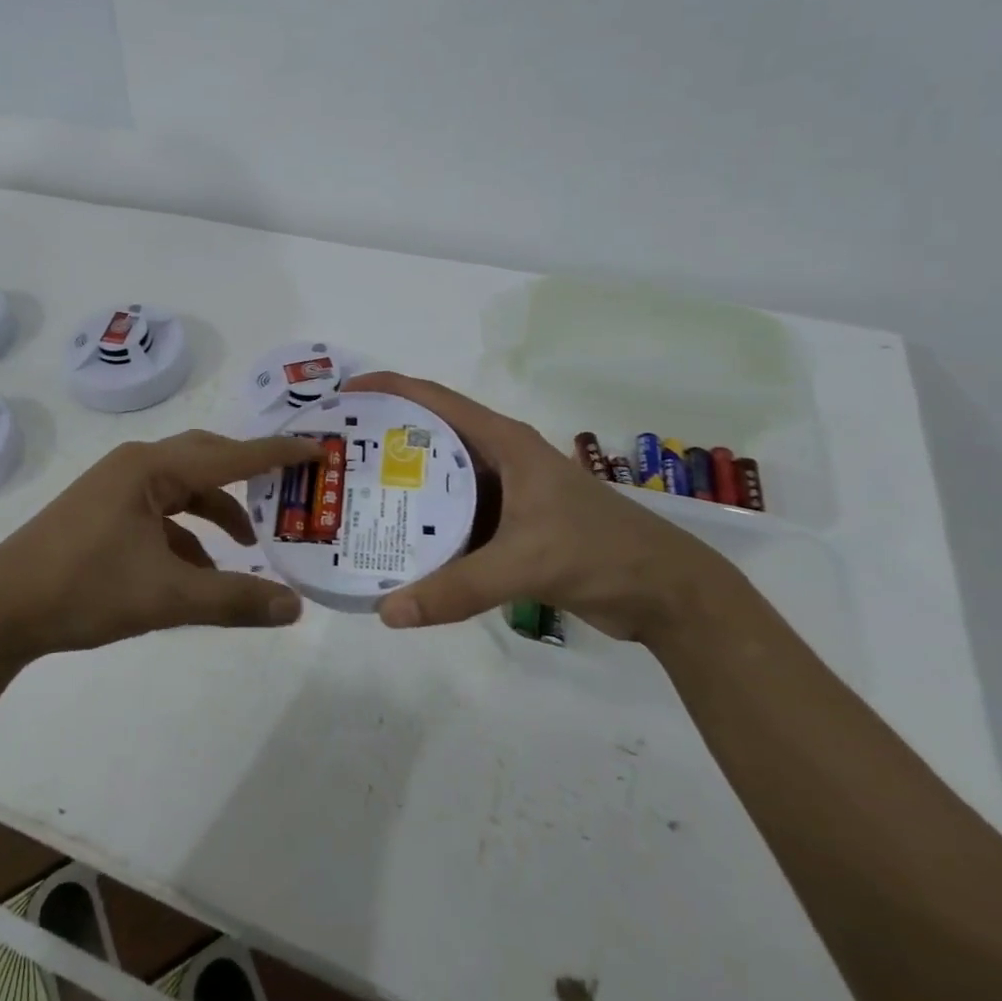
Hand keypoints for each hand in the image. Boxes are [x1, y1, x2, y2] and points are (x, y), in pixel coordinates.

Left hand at [0, 430, 321, 664]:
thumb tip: (294, 608)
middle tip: (289, 492)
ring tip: (249, 547)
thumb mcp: (165, 597)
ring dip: (217, 514)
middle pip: (206, 461)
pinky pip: (159, 514)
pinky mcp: (102, 514)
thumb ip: (233, 600)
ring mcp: (114, 490)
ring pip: (182, 491)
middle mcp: (135, 467)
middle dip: (248, 478)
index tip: (318, 449)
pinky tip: (199, 572)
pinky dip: (187, 536)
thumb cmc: (82, 589)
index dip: (277, 454)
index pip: (230, 455)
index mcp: (151, 469)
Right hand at [344, 372, 741, 642]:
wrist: (666, 593)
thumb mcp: (525, 563)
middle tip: (335, 455)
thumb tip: (387, 612)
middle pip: (429, 438)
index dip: (388, 388)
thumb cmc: (600, 552)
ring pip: (440, 483)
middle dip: (382, 441)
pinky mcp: (510, 527)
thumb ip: (456, 588)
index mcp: (504, 443)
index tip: (342, 394)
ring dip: (402, 488)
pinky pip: (454, 519)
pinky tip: (394, 545)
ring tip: (351, 499)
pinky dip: (425, 528)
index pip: (435, 399)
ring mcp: (505, 494)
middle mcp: (499, 459)